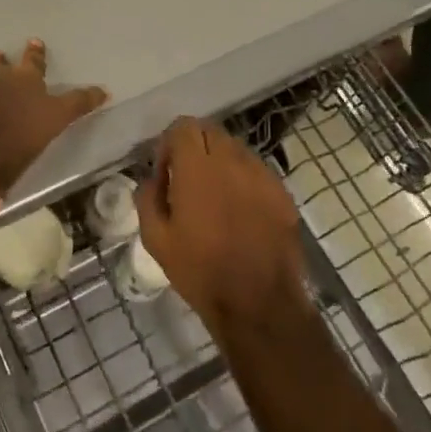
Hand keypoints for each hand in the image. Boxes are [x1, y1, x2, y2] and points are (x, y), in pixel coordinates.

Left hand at [0, 40, 106, 196]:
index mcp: (48, 112)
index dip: (91, 97)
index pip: (79, 102)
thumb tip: (5, 186)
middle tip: (35, 43)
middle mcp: (24, 88)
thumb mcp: (15, 174)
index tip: (102, 92)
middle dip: (36, 56)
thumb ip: (15, 166)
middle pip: (35, 65)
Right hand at [137, 118, 310, 334]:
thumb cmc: (201, 272)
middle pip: (210, 131)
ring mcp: (262, 175)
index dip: (170, 144)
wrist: (259, 304)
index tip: (166, 171)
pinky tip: (239, 211)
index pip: (184, 127)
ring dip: (220, 161)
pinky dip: (243, 179)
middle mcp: (232, 162)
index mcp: (198, 168)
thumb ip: (147, 198)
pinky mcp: (282, 193)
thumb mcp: (156, 239)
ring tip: (215, 195)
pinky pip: (256, 171)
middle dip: (194, 147)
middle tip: (187, 179)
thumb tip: (152, 179)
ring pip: (235, 149)